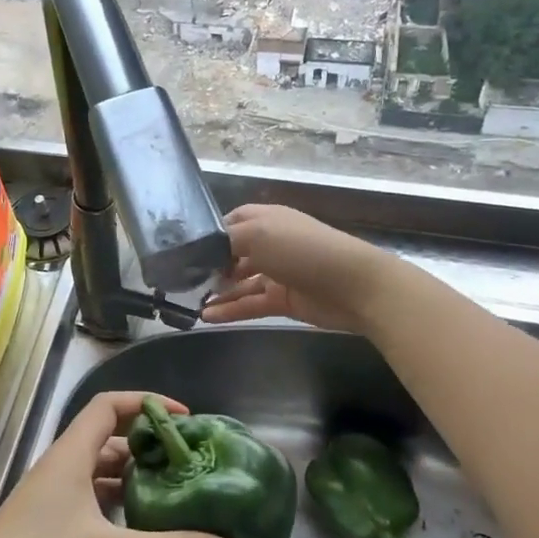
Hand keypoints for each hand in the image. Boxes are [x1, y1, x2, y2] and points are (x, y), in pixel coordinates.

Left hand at [0, 391, 237, 537]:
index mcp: (71, 455)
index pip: (109, 406)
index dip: (146, 403)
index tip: (185, 420)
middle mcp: (60, 468)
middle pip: (107, 439)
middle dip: (147, 447)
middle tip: (188, 465)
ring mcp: (50, 499)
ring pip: (98, 473)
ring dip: (132, 479)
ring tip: (174, 496)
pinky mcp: (46, 527)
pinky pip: (89, 501)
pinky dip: (116, 506)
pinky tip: (139, 531)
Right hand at [200, 204, 387, 333]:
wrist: (353, 286)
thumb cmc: (302, 250)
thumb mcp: (257, 234)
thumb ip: (225, 241)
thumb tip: (201, 252)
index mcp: (267, 219)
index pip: (232, 221)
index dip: (211, 233)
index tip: (187, 249)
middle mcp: (271, 243)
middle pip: (234, 253)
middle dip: (211, 265)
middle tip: (185, 279)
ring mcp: (278, 273)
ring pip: (240, 282)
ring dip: (218, 291)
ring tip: (191, 302)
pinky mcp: (284, 300)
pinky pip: (251, 303)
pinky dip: (230, 310)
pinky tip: (208, 317)